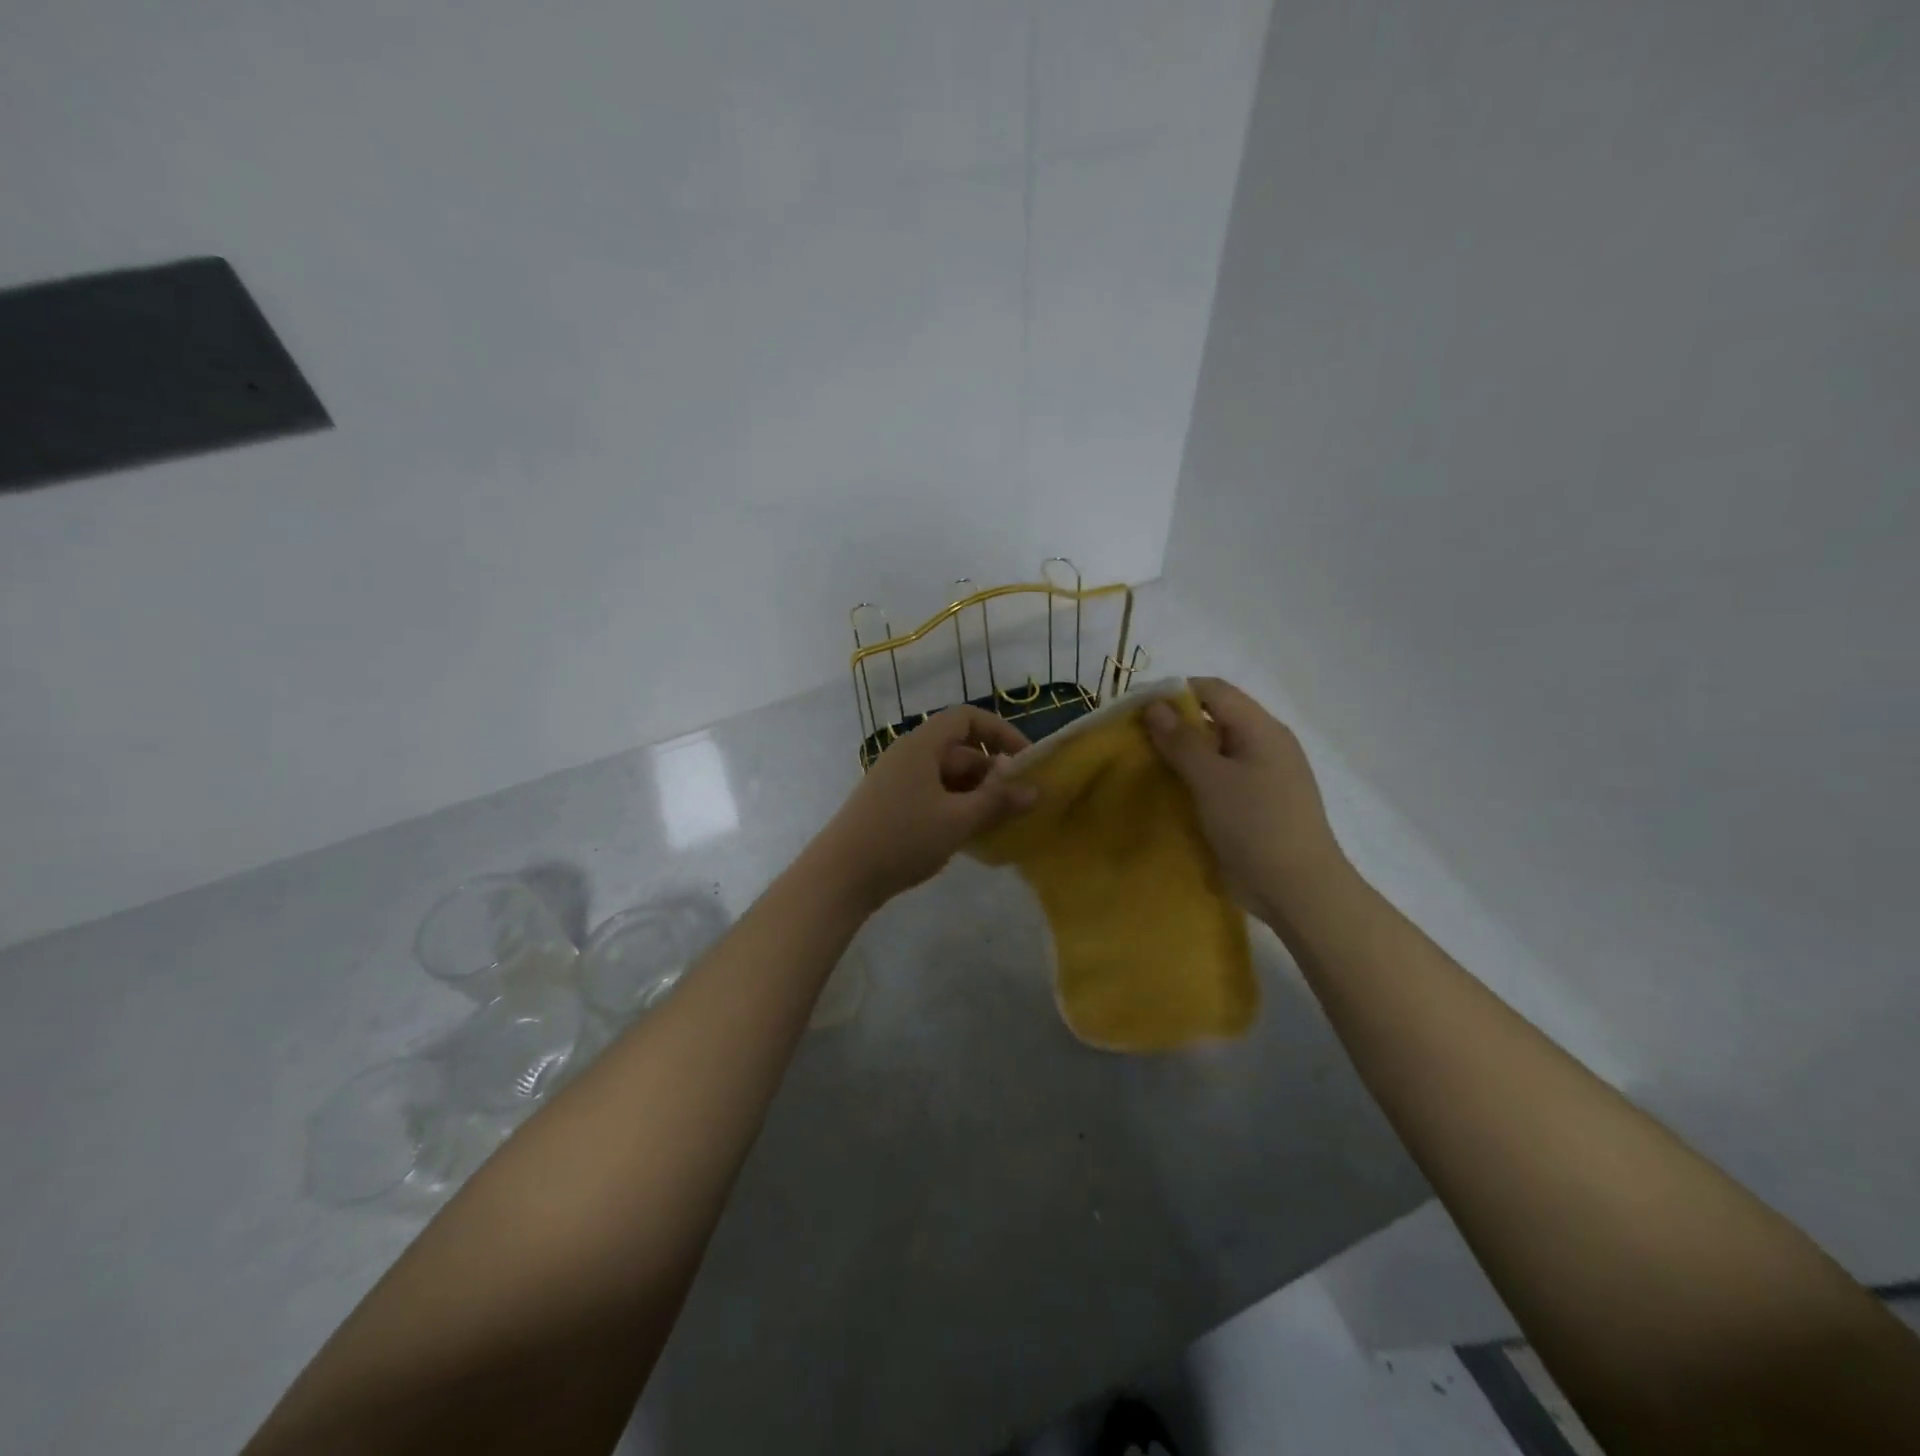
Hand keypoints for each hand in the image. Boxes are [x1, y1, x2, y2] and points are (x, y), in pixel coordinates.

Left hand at [810, 706, 1038, 909]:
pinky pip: (933, 796)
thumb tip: (1036, 789)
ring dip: (976, 794)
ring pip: (947, 777)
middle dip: (992, 772)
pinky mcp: (891, 806)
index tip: (1026, 760)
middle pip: (959, 750)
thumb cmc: (902, 838)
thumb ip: (998, 802)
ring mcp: (897, 782)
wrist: (840, 877)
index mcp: (922, 745)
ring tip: (1000, 823)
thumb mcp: (958, 820)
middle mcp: (908, 756)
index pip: (967, 718)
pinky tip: (970, 836)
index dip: (1001, 732)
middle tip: (1019, 802)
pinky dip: (956, 808)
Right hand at [1144, 677, 1350, 925]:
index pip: (1214, 690)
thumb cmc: (1256, 826)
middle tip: (1136, 742)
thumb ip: (1182, 741)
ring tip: (1148, 767)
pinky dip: (1196, 779)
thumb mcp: (1212, 780)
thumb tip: (1154, 706)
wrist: (1298, 890)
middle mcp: (1266, 745)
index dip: (1175, 692)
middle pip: (1215, 718)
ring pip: (1216, 751)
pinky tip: (1173, 794)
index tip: (1138, 711)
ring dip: (1183, 755)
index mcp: (1262, 729)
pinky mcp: (1257, 804)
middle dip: (1175, 725)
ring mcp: (1264, 776)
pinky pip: (1221, 778)